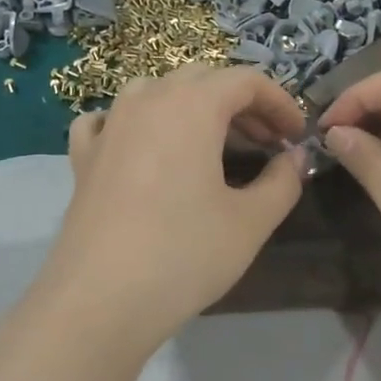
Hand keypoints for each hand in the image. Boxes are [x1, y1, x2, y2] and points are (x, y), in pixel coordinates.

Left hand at [45, 65, 306, 346]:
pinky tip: (143, 146)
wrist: (99, 301)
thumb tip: (294, 158)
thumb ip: (283, 181)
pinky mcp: (84, 156)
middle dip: (241, 104)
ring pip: (156, 90)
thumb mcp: (251, 221)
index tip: (296, 136)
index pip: (246, 81)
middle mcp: (147, 100)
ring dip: (192, 106)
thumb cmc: (184, 254)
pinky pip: (111, 119)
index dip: (280, 103)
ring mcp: (109, 125)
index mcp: (192, 105)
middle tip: (264, 143)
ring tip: (212, 144)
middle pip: (203, 79)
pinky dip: (136, 122)